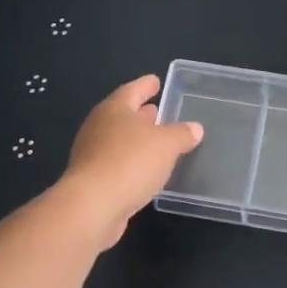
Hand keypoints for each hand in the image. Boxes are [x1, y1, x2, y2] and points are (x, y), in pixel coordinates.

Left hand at [57, 75, 203, 247]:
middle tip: (158, 111)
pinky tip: (146, 170)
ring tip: (157, 141)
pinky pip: (117, 163)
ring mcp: (92, 154)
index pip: (132, 90)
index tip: (156, 81)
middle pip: (123, 115)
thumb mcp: (166, 144)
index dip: (146, 85)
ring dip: (137, 139)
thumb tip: (194, 128)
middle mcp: (99, 127)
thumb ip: (182, 134)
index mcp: (114, 109)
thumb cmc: (130, 162)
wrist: (92, 206)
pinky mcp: (92, 180)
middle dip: (141, 113)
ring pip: (119, 140)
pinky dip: (131, 161)